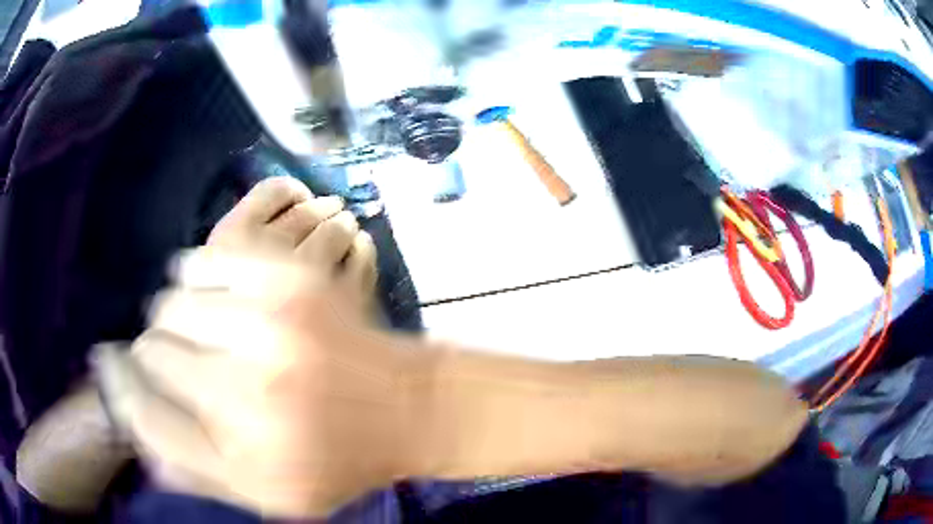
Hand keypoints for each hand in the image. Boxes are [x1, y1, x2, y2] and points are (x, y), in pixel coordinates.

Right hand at [96, 177, 403, 517]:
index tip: (114, 370)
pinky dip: (194, 277)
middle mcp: (245, 391)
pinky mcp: (288, 278)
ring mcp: (267, 325)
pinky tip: (207, 296)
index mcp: (241, 456)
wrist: (405, 407)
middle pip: (151, 353)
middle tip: (172, 361)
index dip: (122, 390)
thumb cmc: (338, 460)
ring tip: (192, 331)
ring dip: (171, 319)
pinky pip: (204, 261)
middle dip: (152, 357)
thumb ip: (197, 472)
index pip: (143, 414)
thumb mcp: (269, 495)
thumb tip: (136, 434)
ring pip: (171, 303)